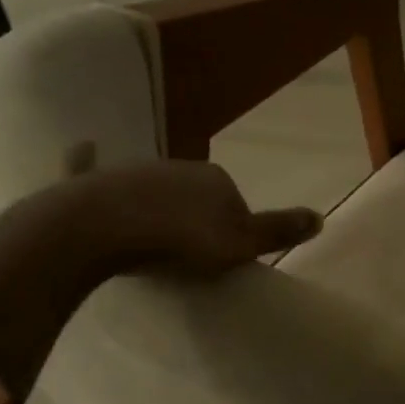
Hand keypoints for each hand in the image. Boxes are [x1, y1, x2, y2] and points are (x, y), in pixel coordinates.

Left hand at [27, 157, 320, 279]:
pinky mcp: (92, 180)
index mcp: (216, 178)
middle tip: (186, 254)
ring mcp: (133, 170)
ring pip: (152, 188)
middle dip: (194, 217)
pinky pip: (92, 167)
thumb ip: (278, 230)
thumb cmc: (178, 241)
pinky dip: (88, 159)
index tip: (220, 257)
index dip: (231, 229)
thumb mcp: (239, 244)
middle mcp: (178, 166)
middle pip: (194, 195)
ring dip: (154, 206)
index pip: (234, 202)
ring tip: (147, 242)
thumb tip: (322, 217)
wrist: (102, 229)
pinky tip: (83, 147)